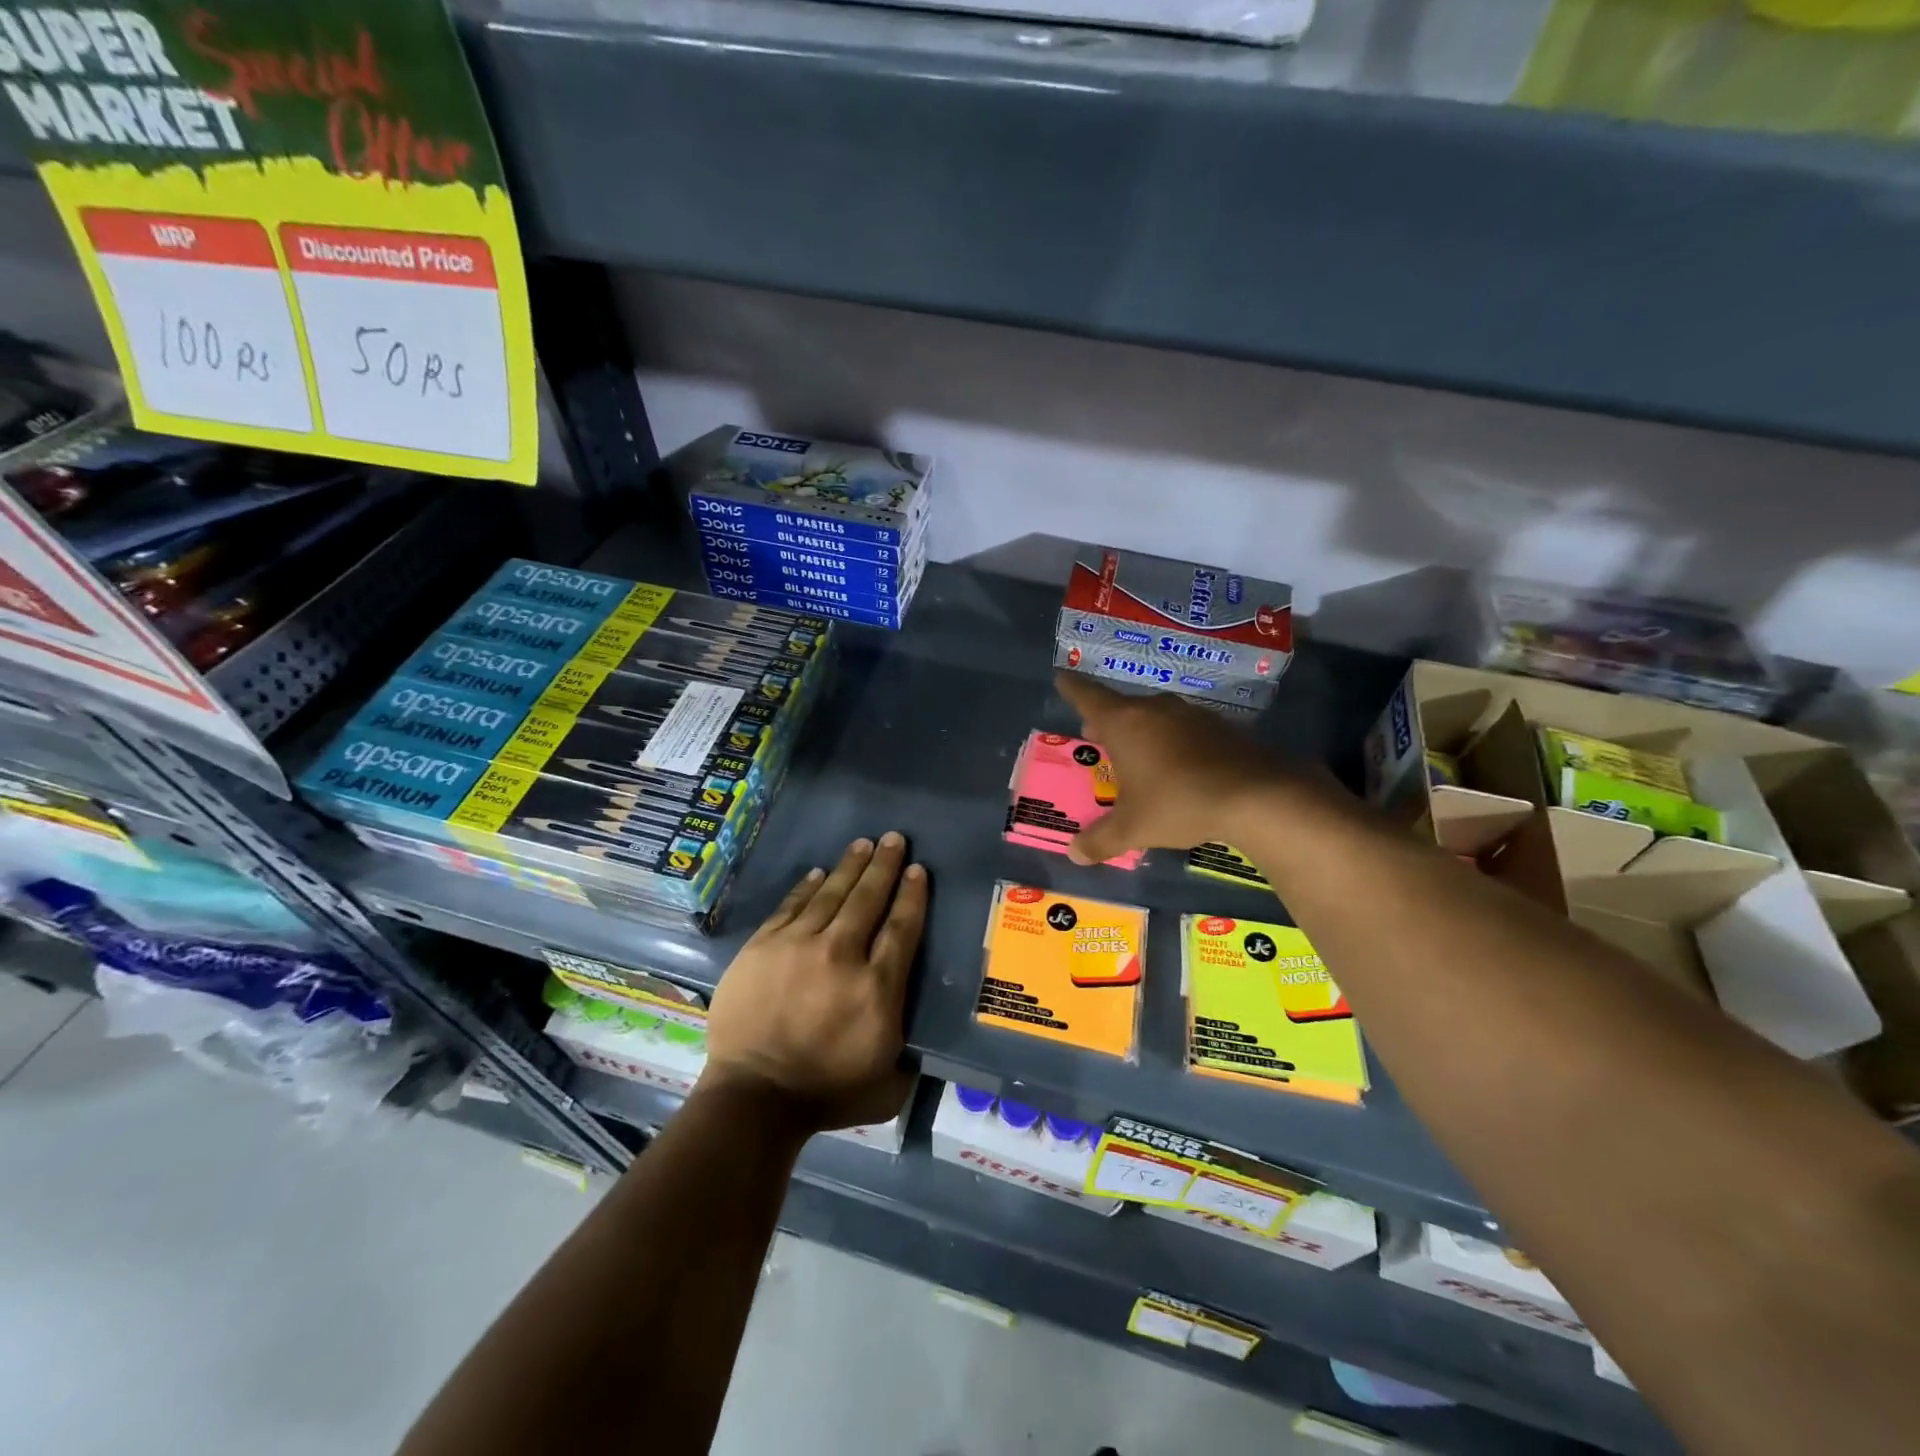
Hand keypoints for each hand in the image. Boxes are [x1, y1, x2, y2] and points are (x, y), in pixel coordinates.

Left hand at [701, 833, 927, 1132]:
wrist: (752, 1098)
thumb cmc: (825, 1095)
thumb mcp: (888, 1086)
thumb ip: (910, 1058)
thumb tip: (922, 1041)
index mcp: (877, 988)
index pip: (901, 928)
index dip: (911, 895)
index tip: (917, 870)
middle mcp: (841, 955)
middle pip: (868, 899)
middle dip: (884, 866)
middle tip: (895, 838)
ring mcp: (798, 946)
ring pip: (831, 895)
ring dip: (850, 866)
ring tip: (863, 844)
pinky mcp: (763, 947)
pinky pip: (791, 907)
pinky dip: (807, 888)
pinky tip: (818, 873)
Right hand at [1056, 672, 1297, 863]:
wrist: (1255, 795)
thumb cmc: (1177, 802)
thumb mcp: (1133, 827)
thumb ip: (1101, 839)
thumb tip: (1074, 854)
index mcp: (1124, 723)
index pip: (1088, 697)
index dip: (1072, 689)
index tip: (1062, 678)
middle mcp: (1155, 709)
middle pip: (1123, 707)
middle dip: (1107, 720)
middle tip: (1096, 735)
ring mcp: (1191, 715)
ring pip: (1156, 716)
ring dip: (1142, 730)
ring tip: (1137, 753)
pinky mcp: (1221, 727)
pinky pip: (1184, 729)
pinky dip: (1173, 741)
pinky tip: (1178, 765)